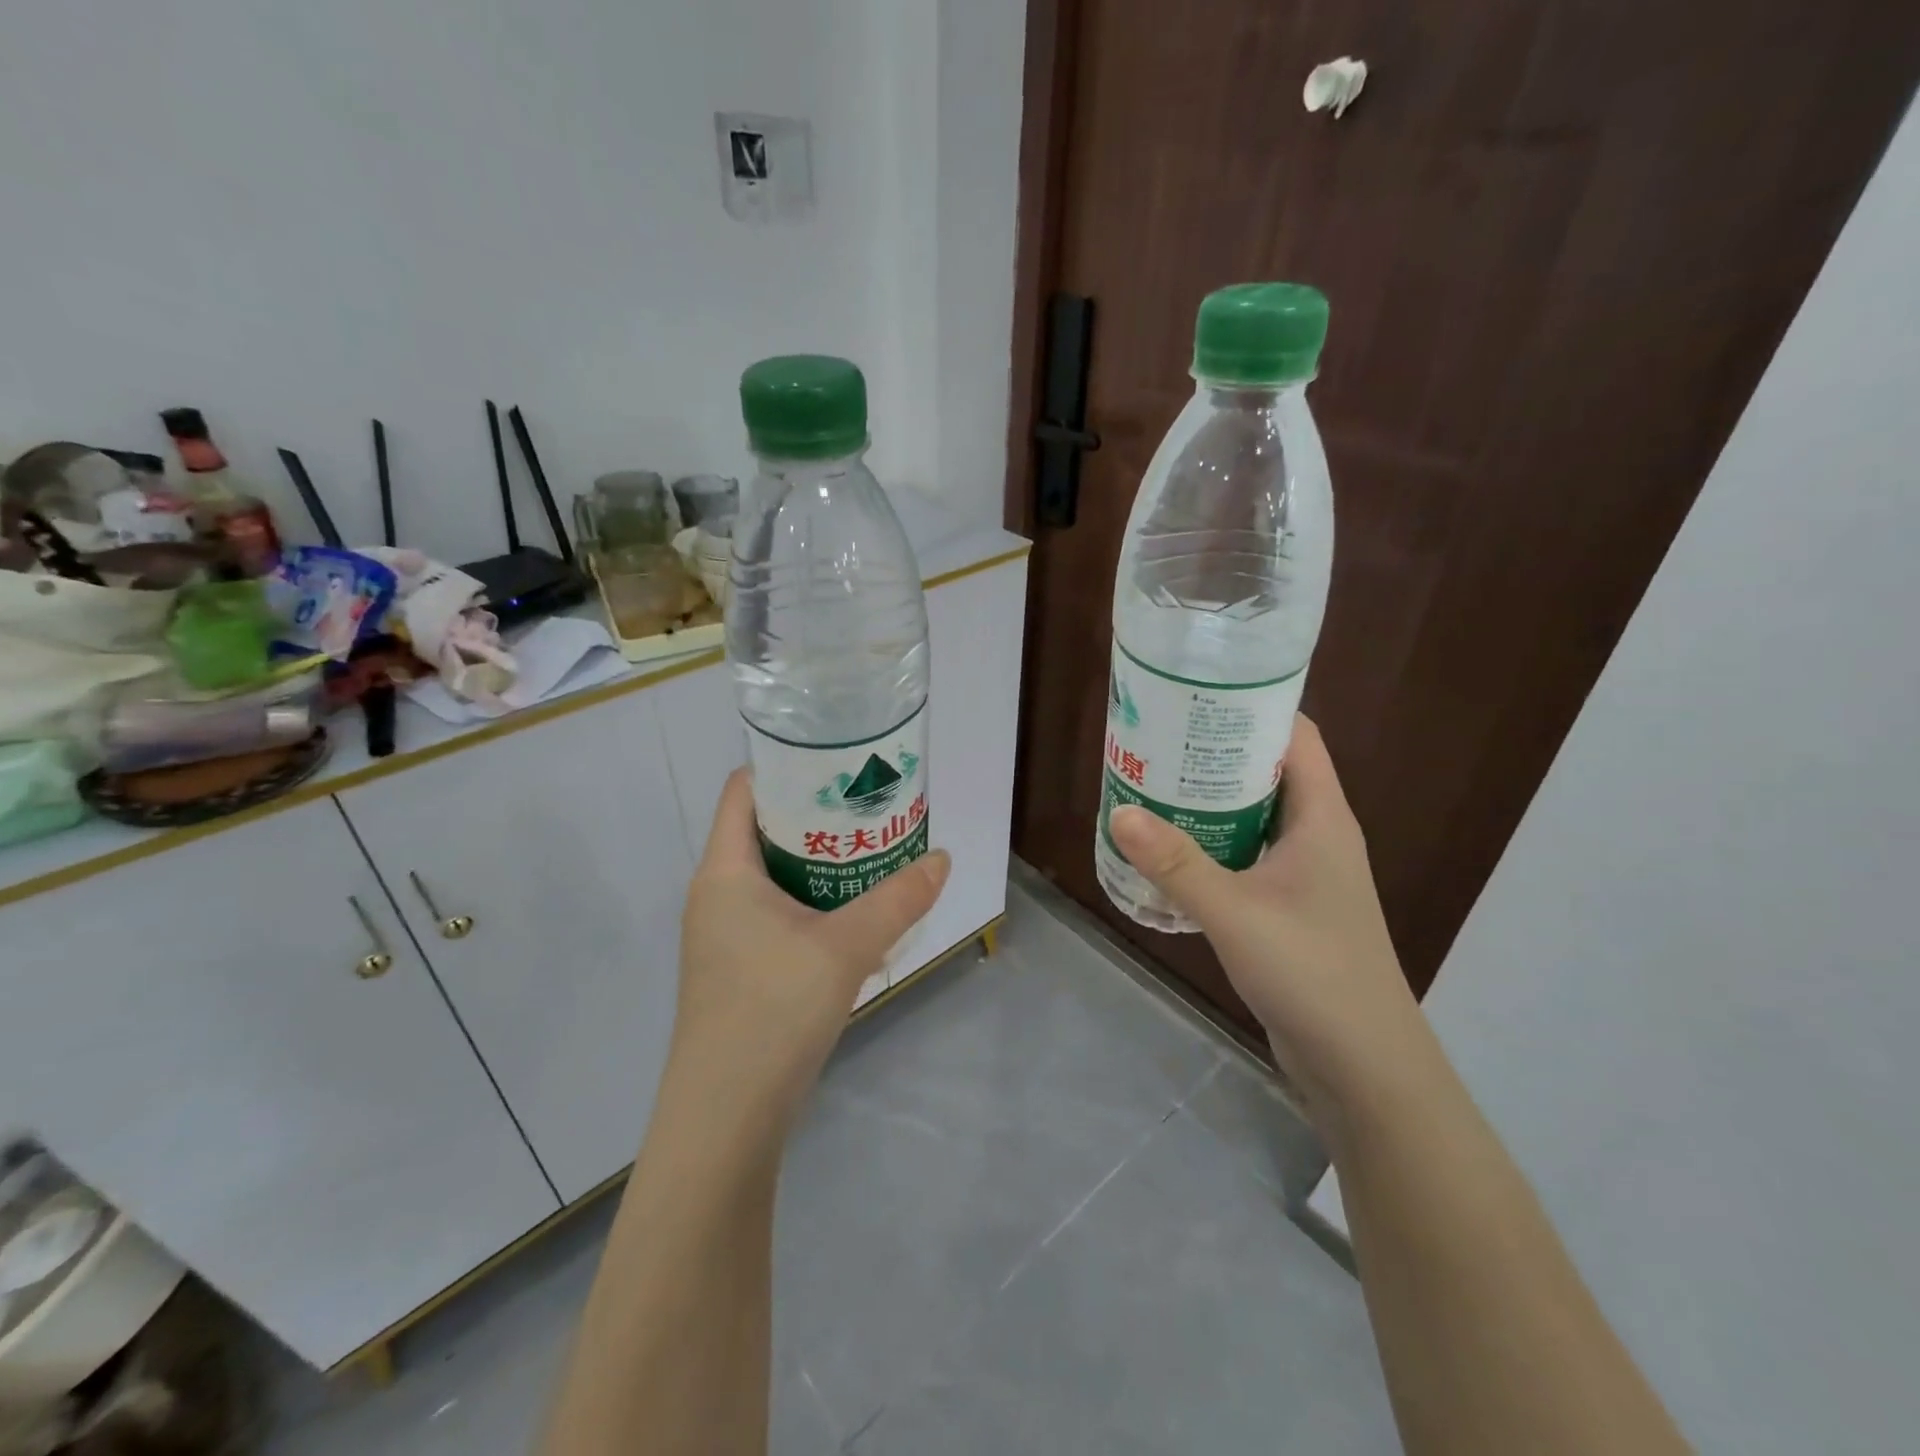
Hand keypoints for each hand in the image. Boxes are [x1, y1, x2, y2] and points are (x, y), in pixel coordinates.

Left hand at [665, 768, 950, 1145]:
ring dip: (818, 862)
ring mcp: (722, 934)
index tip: (838, 762)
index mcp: (724, 872)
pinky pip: (775, 912)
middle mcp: (715, 894)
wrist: (726, 1117)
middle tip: (869, 805)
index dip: (786, 767)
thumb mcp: (846, 948)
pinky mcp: (737, 967)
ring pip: (772, 875)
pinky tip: (853, 913)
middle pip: (763, 829)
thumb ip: (898, 900)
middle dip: (816, 814)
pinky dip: (812, 901)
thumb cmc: (773, 1012)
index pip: (743, 790)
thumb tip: (942, 860)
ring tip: (870, 851)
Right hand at [1108, 715, 1438, 1118]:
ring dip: (1208, 801)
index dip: (1250, 707)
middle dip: (1214, 753)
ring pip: (1253, 815)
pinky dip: (1211, 844)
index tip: (1194, 697)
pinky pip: (1246, 855)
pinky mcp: (1290, 906)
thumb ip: (1176, 863)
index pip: (1294, 735)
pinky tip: (1170, 852)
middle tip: (1155, 742)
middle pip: (1267, 771)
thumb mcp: (1235, 911)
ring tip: (1152, 788)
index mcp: (1322, 817)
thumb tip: (1120, 812)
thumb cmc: (1312, 972)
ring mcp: (1306, 873)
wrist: (1363, 1065)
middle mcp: (1318, 835)